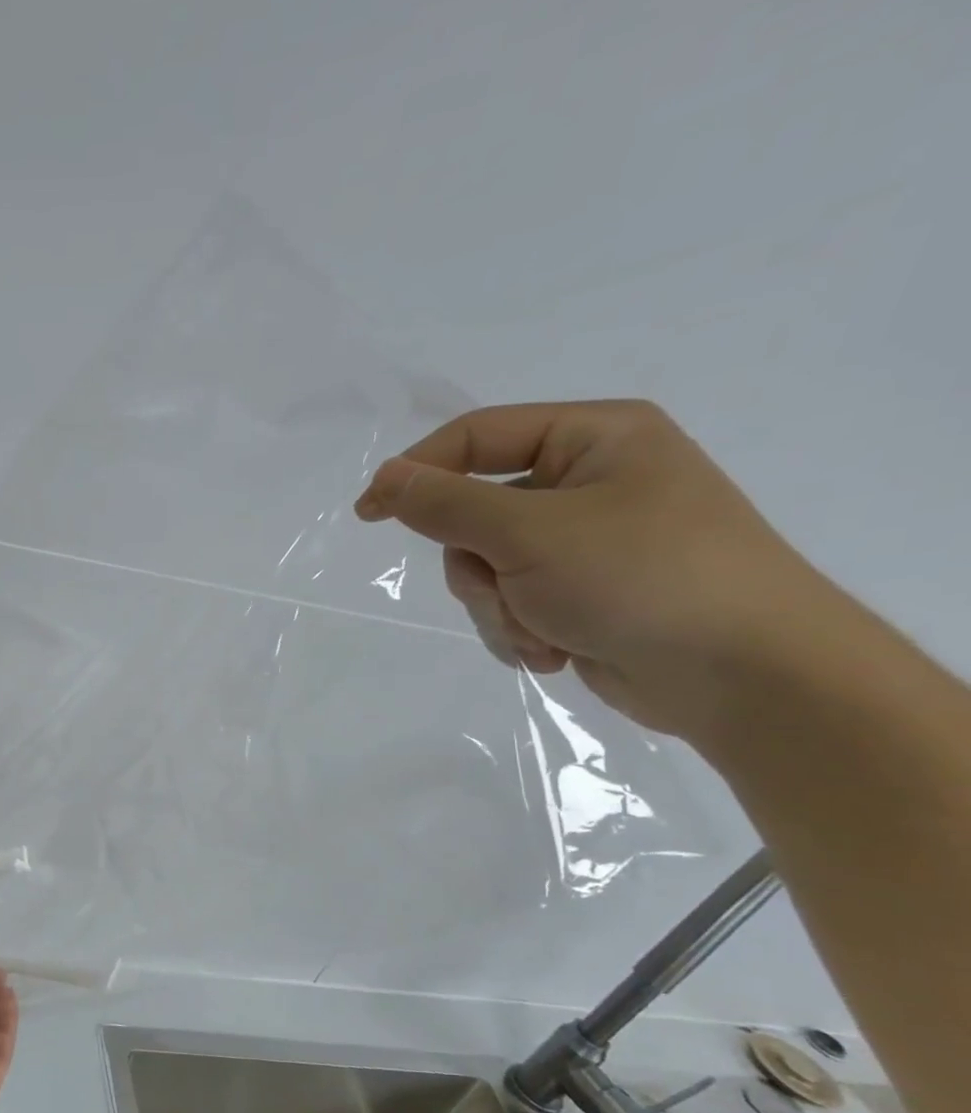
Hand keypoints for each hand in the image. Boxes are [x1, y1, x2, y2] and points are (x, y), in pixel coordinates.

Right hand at [353, 399, 842, 737]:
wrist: (745, 674)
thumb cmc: (643, 577)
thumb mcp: (530, 533)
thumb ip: (447, 504)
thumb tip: (385, 478)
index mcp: (594, 439)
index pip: (476, 438)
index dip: (416, 472)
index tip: (367, 514)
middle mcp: (588, 483)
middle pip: (474, 515)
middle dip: (478, 567)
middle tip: (507, 590)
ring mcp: (585, 543)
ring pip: (486, 569)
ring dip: (500, 609)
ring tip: (547, 631)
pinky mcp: (581, 594)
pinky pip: (511, 604)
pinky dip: (520, 631)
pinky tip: (558, 649)